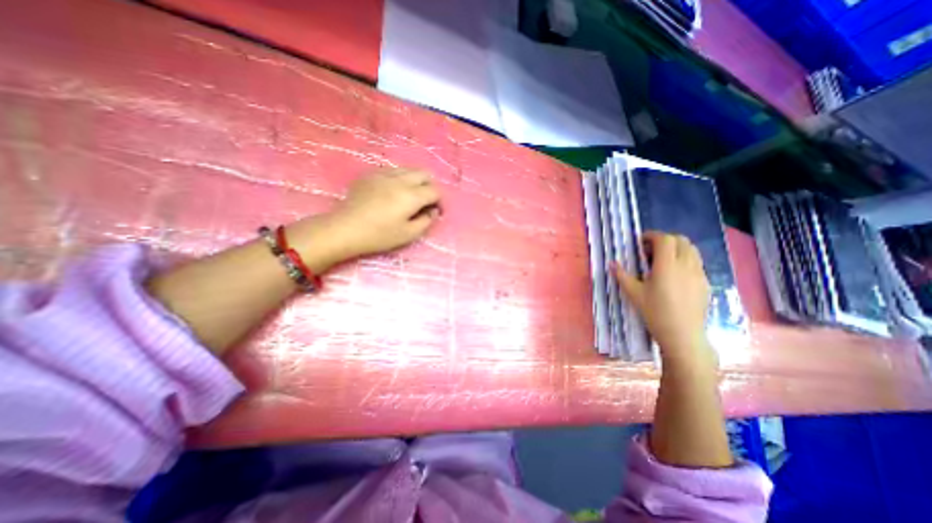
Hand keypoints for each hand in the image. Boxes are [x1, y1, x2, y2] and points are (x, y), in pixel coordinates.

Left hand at [296, 167, 440, 262]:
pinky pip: (393, 170)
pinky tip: (393, 192)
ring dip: (416, 181)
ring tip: (410, 196)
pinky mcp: (371, 174)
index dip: (439, 201)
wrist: (345, 229)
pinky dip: (400, 178)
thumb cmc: (379, 235)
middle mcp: (400, 179)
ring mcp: (384, 174)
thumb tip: (433, 211)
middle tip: (426, 202)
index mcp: (411, 196)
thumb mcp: (408, 234)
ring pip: (409, 169)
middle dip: (430, 186)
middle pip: (424, 174)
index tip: (435, 212)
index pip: (435, 191)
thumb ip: (426, 221)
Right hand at [617, 233, 711, 363]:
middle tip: (650, 250)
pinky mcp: (706, 283)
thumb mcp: (634, 293)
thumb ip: (622, 275)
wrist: (682, 335)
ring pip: (692, 250)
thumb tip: (612, 263)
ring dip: (677, 248)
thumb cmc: (655, 312)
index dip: (652, 236)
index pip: (665, 239)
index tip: (641, 242)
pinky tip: (675, 275)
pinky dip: (685, 260)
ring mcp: (699, 274)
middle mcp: (686, 265)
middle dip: (665, 240)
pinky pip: (697, 263)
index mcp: (667, 266)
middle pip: (681, 240)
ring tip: (663, 260)